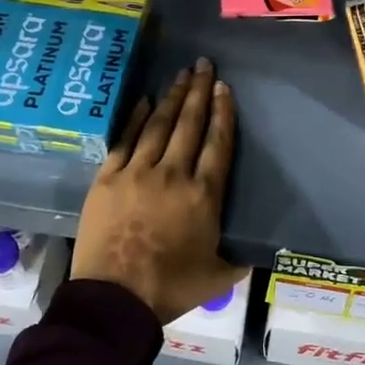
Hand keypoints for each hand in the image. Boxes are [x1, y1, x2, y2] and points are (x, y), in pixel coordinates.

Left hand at [72, 59, 239, 323]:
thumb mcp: (218, 277)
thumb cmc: (170, 288)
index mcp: (203, 196)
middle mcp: (173, 174)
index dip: (223, 113)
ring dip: (172, 98)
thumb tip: (257, 253)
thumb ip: (239, 260)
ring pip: (159, 125)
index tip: (224, 88)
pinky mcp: (108, 178)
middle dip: (199, 91)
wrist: (114, 299)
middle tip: (204, 65)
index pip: (218, 143)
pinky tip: (144, 101)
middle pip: (189, 125)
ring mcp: (137, 173)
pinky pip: (125, 140)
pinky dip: (136, 118)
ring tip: (181, 75)